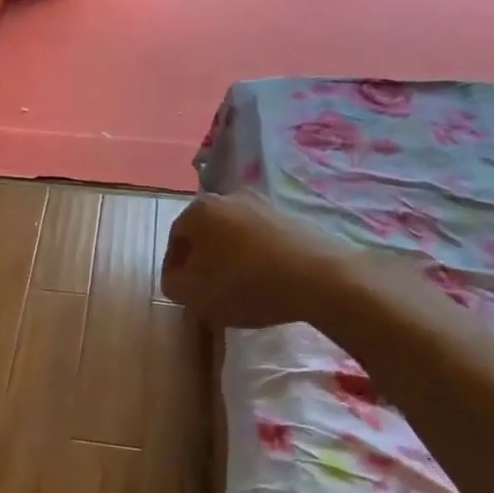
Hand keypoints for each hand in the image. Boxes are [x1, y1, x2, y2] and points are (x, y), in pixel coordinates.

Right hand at [161, 193, 355, 329]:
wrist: (319, 278)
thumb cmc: (245, 284)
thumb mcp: (194, 295)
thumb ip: (173, 284)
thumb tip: (178, 277)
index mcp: (199, 210)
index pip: (175, 239)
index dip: (174, 269)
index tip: (182, 292)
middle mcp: (228, 197)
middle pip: (205, 233)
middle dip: (203, 260)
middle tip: (207, 289)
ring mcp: (263, 204)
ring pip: (233, 235)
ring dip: (230, 257)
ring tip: (238, 287)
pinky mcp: (291, 217)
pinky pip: (261, 238)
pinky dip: (256, 257)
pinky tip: (264, 280)